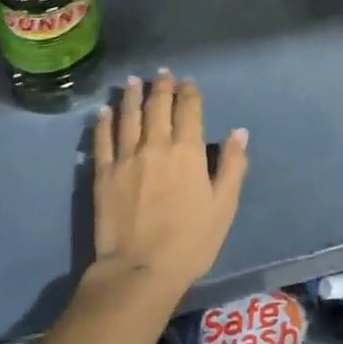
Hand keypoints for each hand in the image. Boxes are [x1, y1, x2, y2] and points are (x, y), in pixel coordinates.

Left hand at [89, 71, 248, 301]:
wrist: (140, 269)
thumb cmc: (190, 241)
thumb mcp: (224, 206)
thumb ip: (233, 166)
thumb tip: (239, 132)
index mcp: (188, 151)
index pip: (189, 110)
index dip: (190, 92)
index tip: (189, 83)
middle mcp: (155, 145)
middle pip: (158, 106)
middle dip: (162, 87)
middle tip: (163, 73)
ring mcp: (126, 157)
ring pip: (129, 116)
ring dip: (132, 96)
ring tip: (134, 81)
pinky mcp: (103, 174)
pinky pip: (102, 140)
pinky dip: (104, 122)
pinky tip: (104, 111)